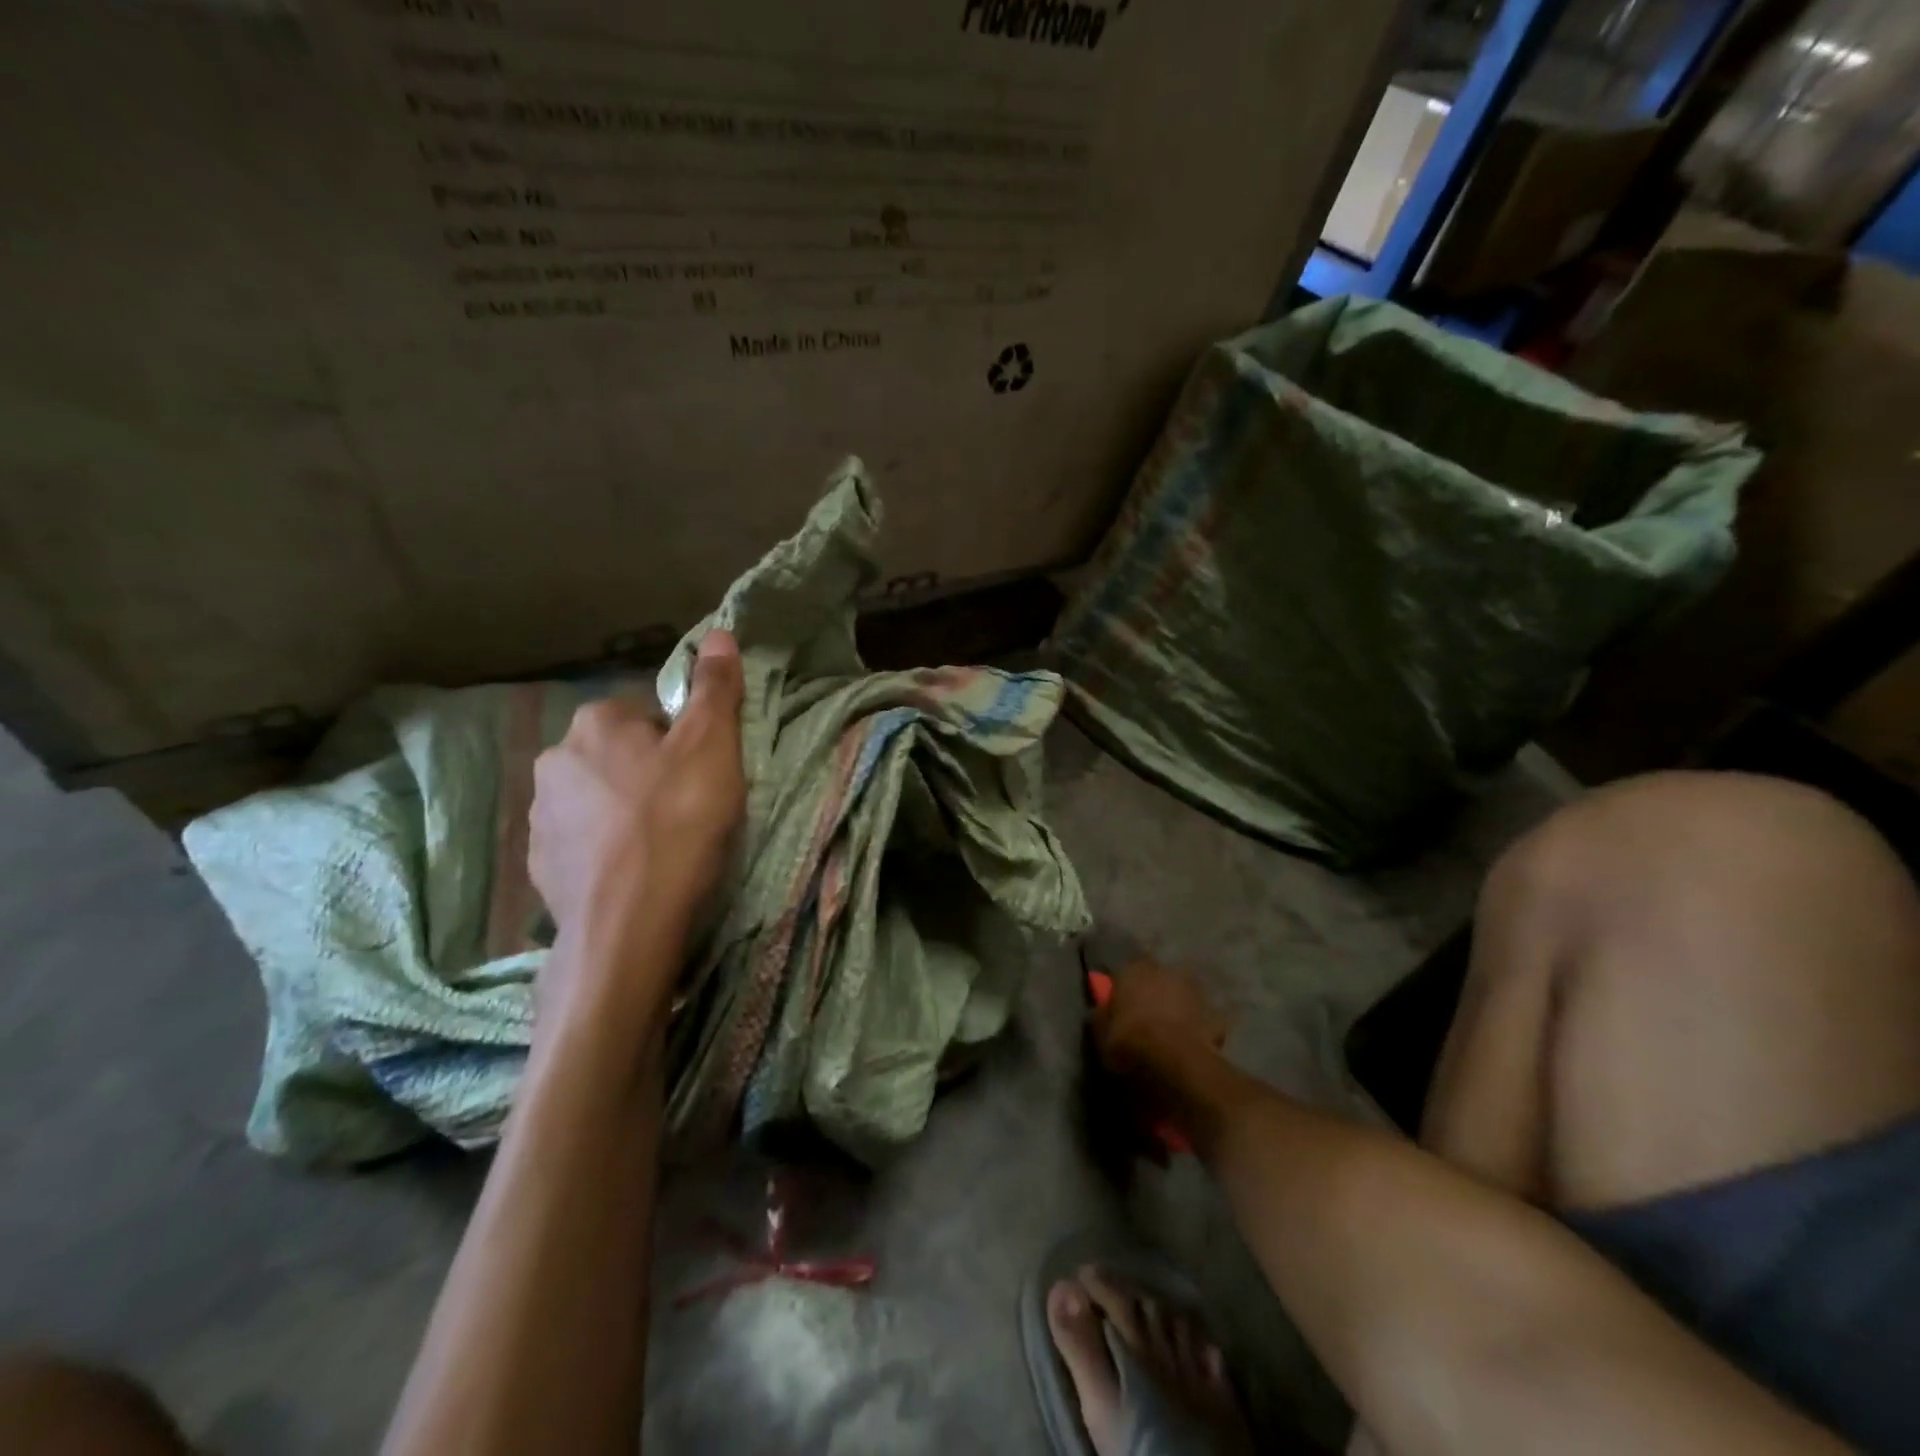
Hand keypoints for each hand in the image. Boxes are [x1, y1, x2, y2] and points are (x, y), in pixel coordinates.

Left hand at [528, 629, 746, 1024]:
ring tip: (662, 845)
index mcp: (596, 723)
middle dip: (651, 773)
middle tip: (689, 808)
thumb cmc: (677, 822)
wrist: (628, 923)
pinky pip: (582, 841)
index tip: (704, 774)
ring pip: (598, 798)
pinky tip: (634, 871)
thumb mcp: (713, 747)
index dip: (683, 741)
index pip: (647, 714)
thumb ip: (714, 688)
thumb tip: (717, 632)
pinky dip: (606, 848)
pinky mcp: (538, 865)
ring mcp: (540, 816)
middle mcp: (555, 759)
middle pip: (620, 754)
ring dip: (625, 810)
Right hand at [1092, 958, 1227, 1077]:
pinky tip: (1192, 1044)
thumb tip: (1102, 1011)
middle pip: (1155, 981)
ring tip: (1170, 1032)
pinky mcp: (1214, 1013)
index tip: (1120, 1009)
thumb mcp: (1100, 1032)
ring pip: (1180, 996)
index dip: (1123, 992)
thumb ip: (1101, 1017)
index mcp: (1132, 970)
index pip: (1123, 974)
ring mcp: (1193, 991)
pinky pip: (1203, 1019)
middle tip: (1146, 1019)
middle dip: (1152, 995)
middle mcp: (1164, 971)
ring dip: (1176, 1007)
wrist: (1175, 1060)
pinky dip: (1198, 1028)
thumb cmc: (1130, 1040)